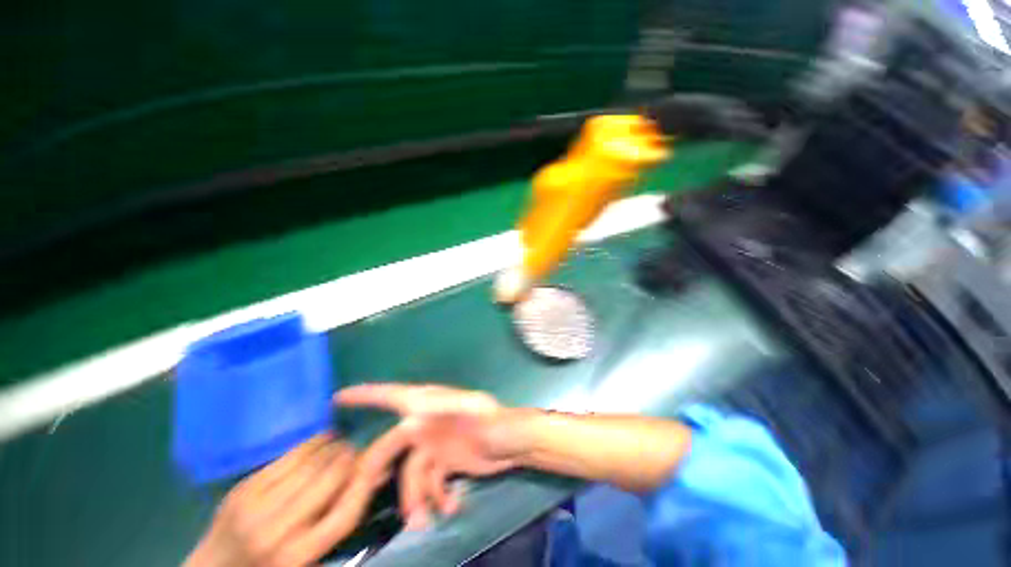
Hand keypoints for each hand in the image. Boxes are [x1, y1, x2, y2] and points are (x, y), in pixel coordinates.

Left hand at [186, 431, 408, 566]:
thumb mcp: (310, 559)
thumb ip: (340, 521)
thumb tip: (376, 478)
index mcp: (298, 555)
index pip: (347, 510)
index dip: (368, 480)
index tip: (379, 460)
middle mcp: (278, 530)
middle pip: (330, 478)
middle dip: (351, 457)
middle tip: (358, 450)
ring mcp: (257, 506)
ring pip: (311, 462)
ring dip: (334, 446)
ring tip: (341, 443)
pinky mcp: (244, 488)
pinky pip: (288, 456)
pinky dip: (312, 443)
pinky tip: (322, 439)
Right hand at [335, 384, 523, 527]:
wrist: (512, 443)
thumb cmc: (494, 421)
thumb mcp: (473, 409)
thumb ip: (445, 407)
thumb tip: (413, 415)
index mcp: (429, 405)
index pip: (392, 395)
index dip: (365, 395)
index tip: (338, 397)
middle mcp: (426, 423)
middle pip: (391, 446)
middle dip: (377, 469)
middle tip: (361, 493)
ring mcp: (434, 445)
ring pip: (409, 473)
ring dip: (414, 497)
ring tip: (424, 519)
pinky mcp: (444, 463)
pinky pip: (429, 483)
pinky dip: (435, 497)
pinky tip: (451, 505)